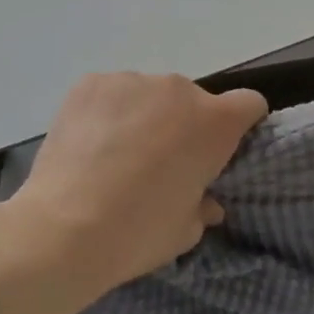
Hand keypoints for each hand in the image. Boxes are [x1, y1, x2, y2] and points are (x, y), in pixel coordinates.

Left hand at [11, 73, 268, 289]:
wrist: (64, 229)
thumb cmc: (138, 232)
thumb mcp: (186, 231)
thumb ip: (203, 205)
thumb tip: (205, 200)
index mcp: (214, 123)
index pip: (249, 104)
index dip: (241, 125)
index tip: (222, 149)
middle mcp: (178, 90)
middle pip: (192, 101)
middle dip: (183, 125)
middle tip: (159, 163)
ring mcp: (132, 81)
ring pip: (149, 96)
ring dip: (144, 116)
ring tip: (115, 155)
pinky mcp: (92, 83)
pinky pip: (111, 93)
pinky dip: (107, 112)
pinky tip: (89, 144)